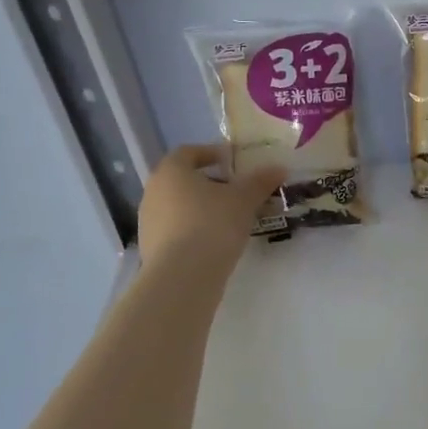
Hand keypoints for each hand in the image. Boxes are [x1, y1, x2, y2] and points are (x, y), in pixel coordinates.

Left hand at [136, 145, 284, 274]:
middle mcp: (153, 191)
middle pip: (183, 180)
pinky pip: (176, 229)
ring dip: (202, 207)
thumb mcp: (244, 200)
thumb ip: (260, 181)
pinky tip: (215, 241)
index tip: (232, 161)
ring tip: (230, 219)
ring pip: (179, 206)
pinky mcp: (151, 247)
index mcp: (172, 171)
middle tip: (236, 191)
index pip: (189, 152)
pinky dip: (194, 229)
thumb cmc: (213, 224)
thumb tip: (279, 168)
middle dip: (210, 183)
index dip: (211, 153)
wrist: (183, 276)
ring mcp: (148, 221)